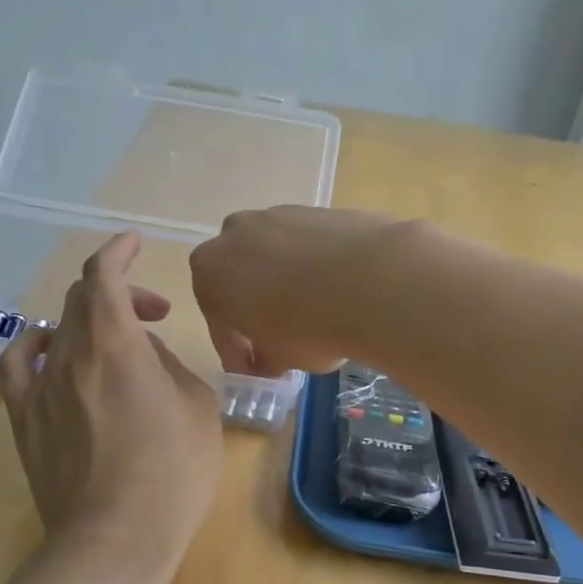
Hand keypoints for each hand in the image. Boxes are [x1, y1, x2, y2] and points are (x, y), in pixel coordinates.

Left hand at [0, 232, 222, 580]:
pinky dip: (36, 345)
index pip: (104, 276)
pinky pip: (18, 363)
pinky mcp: (23, 419)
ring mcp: (39, 387)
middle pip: (81, 300)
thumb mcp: (198, 408)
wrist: (115, 540)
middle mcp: (70, 354)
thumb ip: (170, 366)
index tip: (135, 243)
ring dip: (85, 319)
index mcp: (116, 344)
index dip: (118, 251)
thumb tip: (145, 355)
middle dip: (119, 292)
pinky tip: (52, 354)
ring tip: (111, 339)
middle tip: (154, 314)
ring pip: (55, 328)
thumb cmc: (172, 473)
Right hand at [189, 206, 405, 375]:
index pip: (220, 326)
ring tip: (313, 312)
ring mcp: (275, 216)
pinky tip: (335, 289)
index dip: (238, 355)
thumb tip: (270, 359)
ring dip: (283, 283)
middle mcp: (232, 236)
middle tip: (279, 339)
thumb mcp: (281, 359)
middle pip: (240, 281)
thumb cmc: (309, 328)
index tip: (256, 373)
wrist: (372, 280)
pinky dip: (312, 266)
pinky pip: (304, 246)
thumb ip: (266, 358)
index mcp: (210, 276)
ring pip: (272, 258)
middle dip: (255, 309)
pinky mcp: (314, 210)